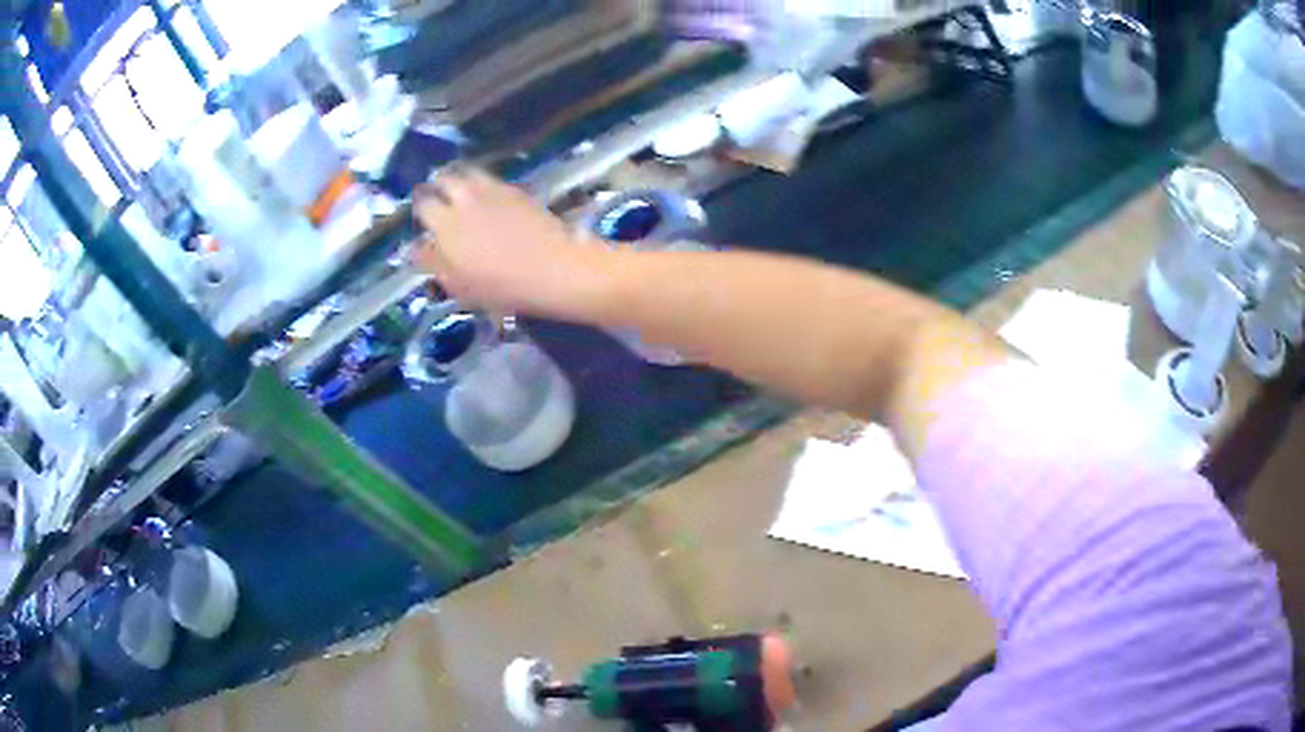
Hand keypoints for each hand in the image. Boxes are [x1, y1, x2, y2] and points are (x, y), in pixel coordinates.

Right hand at [412, 169, 592, 312]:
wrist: (555, 268)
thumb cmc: (503, 286)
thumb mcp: (459, 285)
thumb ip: (433, 262)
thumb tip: (416, 247)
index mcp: (445, 223)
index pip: (423, 204)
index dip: (421, 209)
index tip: (423, 219)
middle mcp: (465, 198)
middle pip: (444, 179)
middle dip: (438, 186)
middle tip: (440, 200)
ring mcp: (492, 190)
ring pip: (467, 173)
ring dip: (459, 179)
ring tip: (460, 192)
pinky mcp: (516, 189)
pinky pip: (489, 179)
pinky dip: (481, 183)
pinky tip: (486, 197)